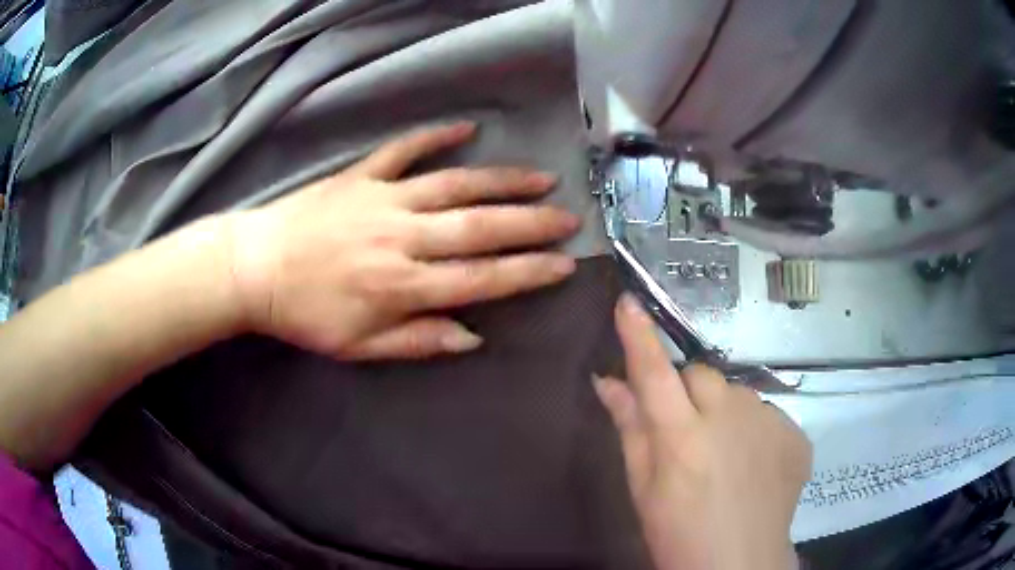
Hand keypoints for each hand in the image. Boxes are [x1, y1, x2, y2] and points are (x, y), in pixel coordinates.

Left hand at [227, 122, 580, 359]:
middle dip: (531, 224)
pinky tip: (467, 127)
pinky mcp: (361, 175)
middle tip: (569, 219)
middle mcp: (402, 237)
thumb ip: (418, 341)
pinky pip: (404, 150)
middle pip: (479, 228)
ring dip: (501, 181)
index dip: (528, 271)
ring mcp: (383, 199)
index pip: (482, 279)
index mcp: (402, 286)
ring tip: (540, 179)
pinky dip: (435, 136)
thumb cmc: (305, 314)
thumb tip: (472, 335)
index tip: (565, 264)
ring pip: (454, 185)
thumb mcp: (359, 347)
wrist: (254, 269)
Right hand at [594, 294, 811, 569]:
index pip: (655, 373)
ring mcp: (769, 422)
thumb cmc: (678, 535)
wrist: (741, 564)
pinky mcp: (795, 432)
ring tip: (724, 455)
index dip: (638, 336)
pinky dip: (754, 429)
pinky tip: (753, 464)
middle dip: (687, 391)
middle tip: (686, 431)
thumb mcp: (643, 490)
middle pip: (701, 374)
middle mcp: (729, 418)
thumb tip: (607, 382)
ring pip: (736, 392)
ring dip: (723, 411)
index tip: (629, 301)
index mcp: (682, 439)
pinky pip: (766, 413)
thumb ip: (630, 430)